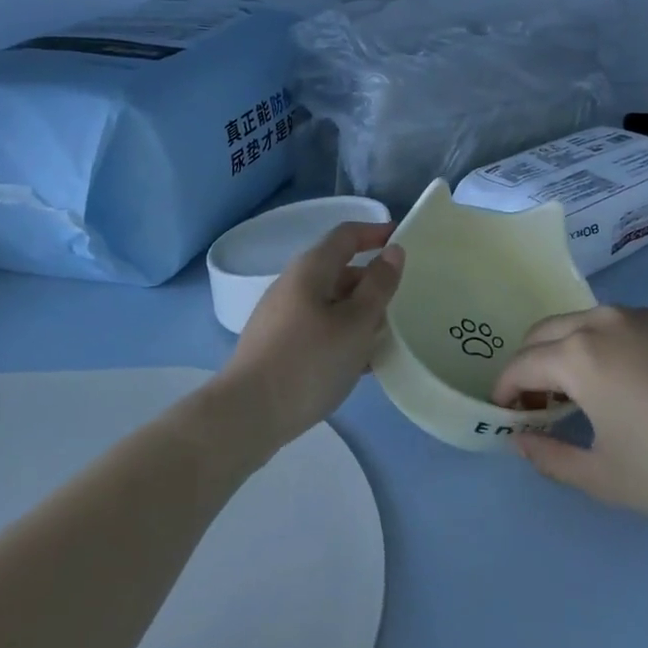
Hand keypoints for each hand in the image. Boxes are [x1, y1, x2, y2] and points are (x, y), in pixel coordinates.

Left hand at [215, 222, 404, 449]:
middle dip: (370, 282)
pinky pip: (317, 326)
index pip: (347, 235)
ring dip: (358, 312)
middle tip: (401, 302)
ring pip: (329, 302)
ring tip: (385, 338)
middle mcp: (293, 283)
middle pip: (338, 269)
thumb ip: (378, 286)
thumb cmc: (309, 362)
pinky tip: (357, 364)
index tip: (402, 240)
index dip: (375, 233)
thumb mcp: (356, 324)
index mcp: (311, 268)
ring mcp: (280, 314)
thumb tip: (393, 251)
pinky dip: (341, 334)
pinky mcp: (275, 343)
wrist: (246, 414)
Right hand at [491, 306, 647, 523]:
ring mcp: (636, 314)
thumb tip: (520, 441)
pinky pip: (611, 322)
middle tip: (536, 404)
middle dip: (528, 364)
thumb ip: (551, 458)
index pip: (521, 364)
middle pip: (543, 332)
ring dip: (561, 349)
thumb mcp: (604, 478)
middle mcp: (600, 321)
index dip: (505, 389)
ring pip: (578, 321)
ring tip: (574, 391)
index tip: (506, 414)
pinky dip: (595, 342)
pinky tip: (617, 378)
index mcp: (578, 355)